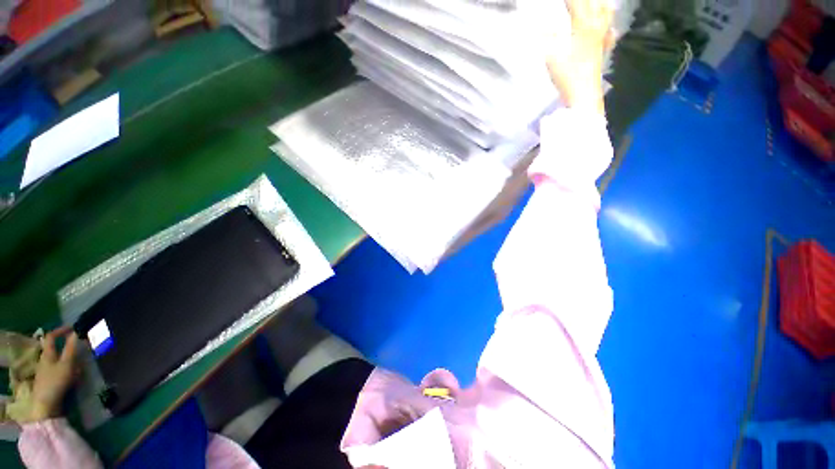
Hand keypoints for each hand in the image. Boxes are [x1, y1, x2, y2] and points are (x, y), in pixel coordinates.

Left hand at [29, 327, 78, 420]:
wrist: (46, 404)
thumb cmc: (56, 381)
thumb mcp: (66, 364)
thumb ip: (71, 348)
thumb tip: (76, 333)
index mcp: (48, 353)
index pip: (51, 336)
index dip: (61, 330)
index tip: (73, 328)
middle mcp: (45, 359)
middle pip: (56, 349)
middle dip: (68, 347)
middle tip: (81, 347)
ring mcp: (46, 370)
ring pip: (59, 360)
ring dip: (70, 359)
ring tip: (81, 363)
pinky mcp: (50, 379)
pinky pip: (60, 369)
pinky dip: (68, 368)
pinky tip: (75, 375)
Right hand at [544, 0, 613, 113]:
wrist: (584, 95)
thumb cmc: (568, 75)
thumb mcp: (552, 56)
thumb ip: (547, 39)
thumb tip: (539, 29)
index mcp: (583, 25)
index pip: (575, 2)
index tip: (559, 0)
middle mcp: (596, 26)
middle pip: (593, 3)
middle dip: (583, 0)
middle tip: (572, 2)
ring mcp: (601, 38)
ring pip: (606, 12)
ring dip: (599, 5)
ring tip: (593, 5)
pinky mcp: (602, 50)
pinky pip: (609, 32)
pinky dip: (608, 25)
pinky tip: (607, 27)